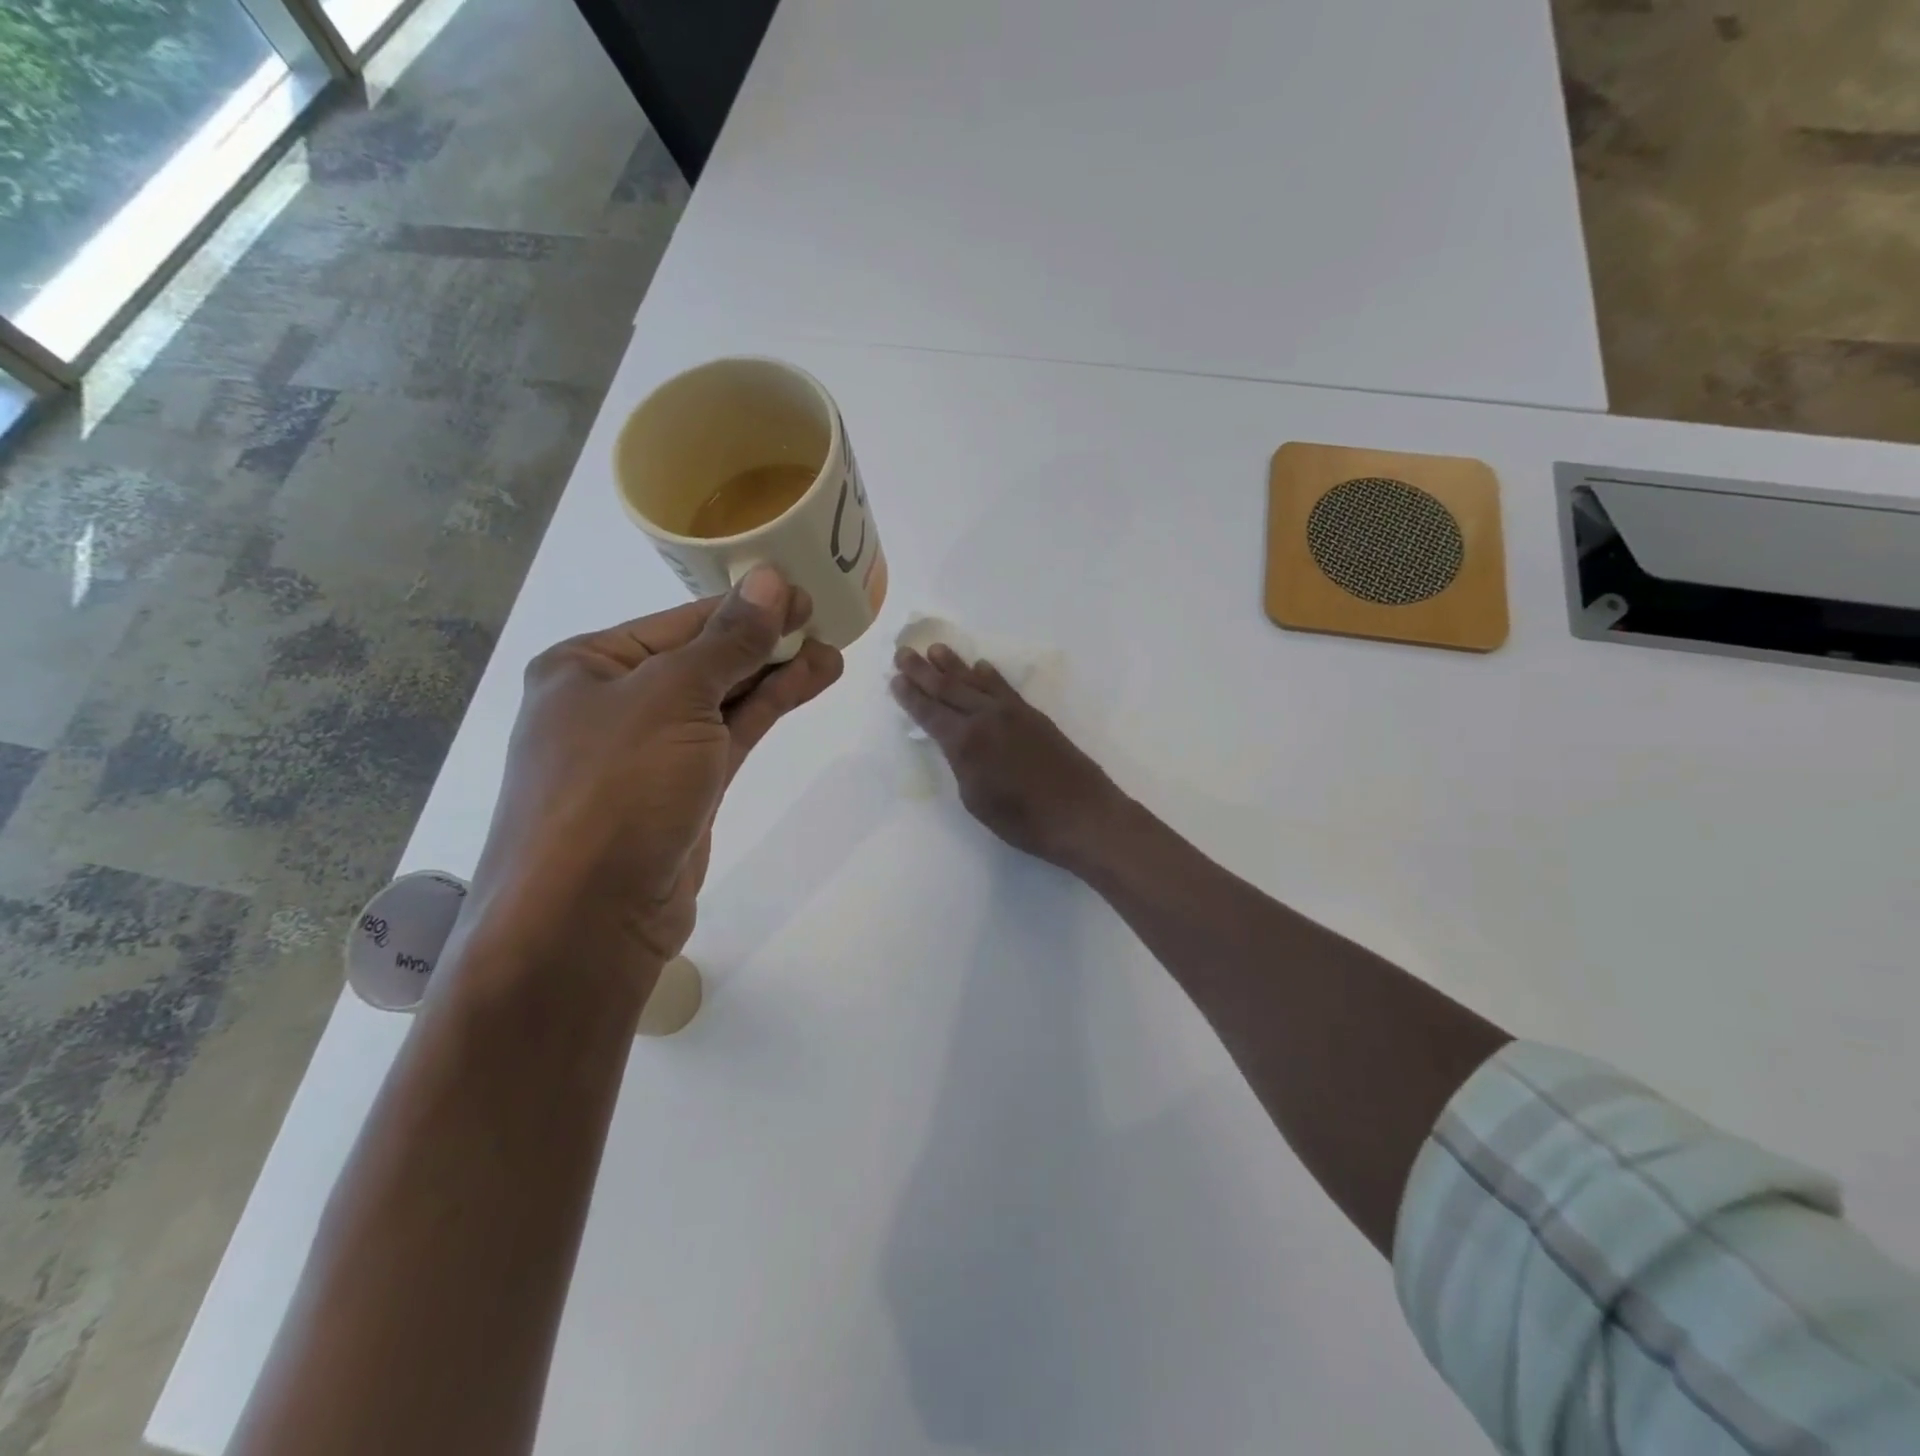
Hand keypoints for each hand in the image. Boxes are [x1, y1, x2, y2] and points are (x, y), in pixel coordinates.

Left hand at [472, 568, 843, 976]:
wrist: (586, 920)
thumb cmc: (616, 788)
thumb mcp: (674, 697)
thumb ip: (729, 640)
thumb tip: (771, 580)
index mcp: (587, 666)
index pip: (681, 621)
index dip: (745, 605)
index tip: (803, 591)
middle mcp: (612, 702)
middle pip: (703, 657)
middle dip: (764, 639)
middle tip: (824, 617)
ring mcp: (648, 751)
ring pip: (722, 699)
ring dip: (775, 674)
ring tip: (832, 652)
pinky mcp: (681, 792)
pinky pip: (729, 737)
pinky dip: (768, 710)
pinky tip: (809, 683)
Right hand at [891, 644, 1122, 869]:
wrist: (1081, 814)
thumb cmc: (1022, 820)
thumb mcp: (975, 799)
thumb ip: (961, 764)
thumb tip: (958, 743)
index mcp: (965, 742)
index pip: (929, 713)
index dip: (910, 696)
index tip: (895, 678)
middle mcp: (985, 718)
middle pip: (948, 688)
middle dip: (923, 671)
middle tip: (904, 652)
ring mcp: (1012, 713)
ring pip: (976, 681)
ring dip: (954, 665)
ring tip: (936, 649)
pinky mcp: (1033, 715)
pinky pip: (1004, 688)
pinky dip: (990, 675)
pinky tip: (981, 666)